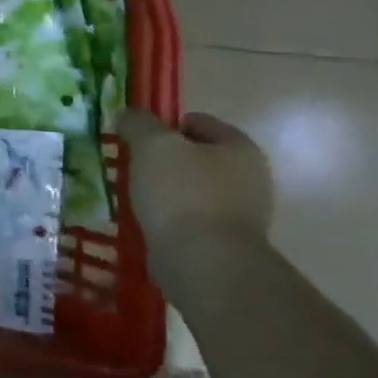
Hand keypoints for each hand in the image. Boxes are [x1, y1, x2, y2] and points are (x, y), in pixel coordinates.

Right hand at [118, 109, 273, 254]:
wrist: (204, 262)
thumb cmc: (182, 194)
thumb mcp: (153, 145)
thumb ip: (139, 123)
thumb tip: (128, 115)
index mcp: (239, 147)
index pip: (197, 121)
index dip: (162, 126)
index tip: (135, 140)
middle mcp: (249, 176)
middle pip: (195, 156)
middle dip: (164, 160)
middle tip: (132, 168)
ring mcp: (242, 212)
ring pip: (192, 188)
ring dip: (165, 190)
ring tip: (136, 198)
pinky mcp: (226, 241)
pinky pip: (191, 217)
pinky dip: (170, 217)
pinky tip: (149, 222)